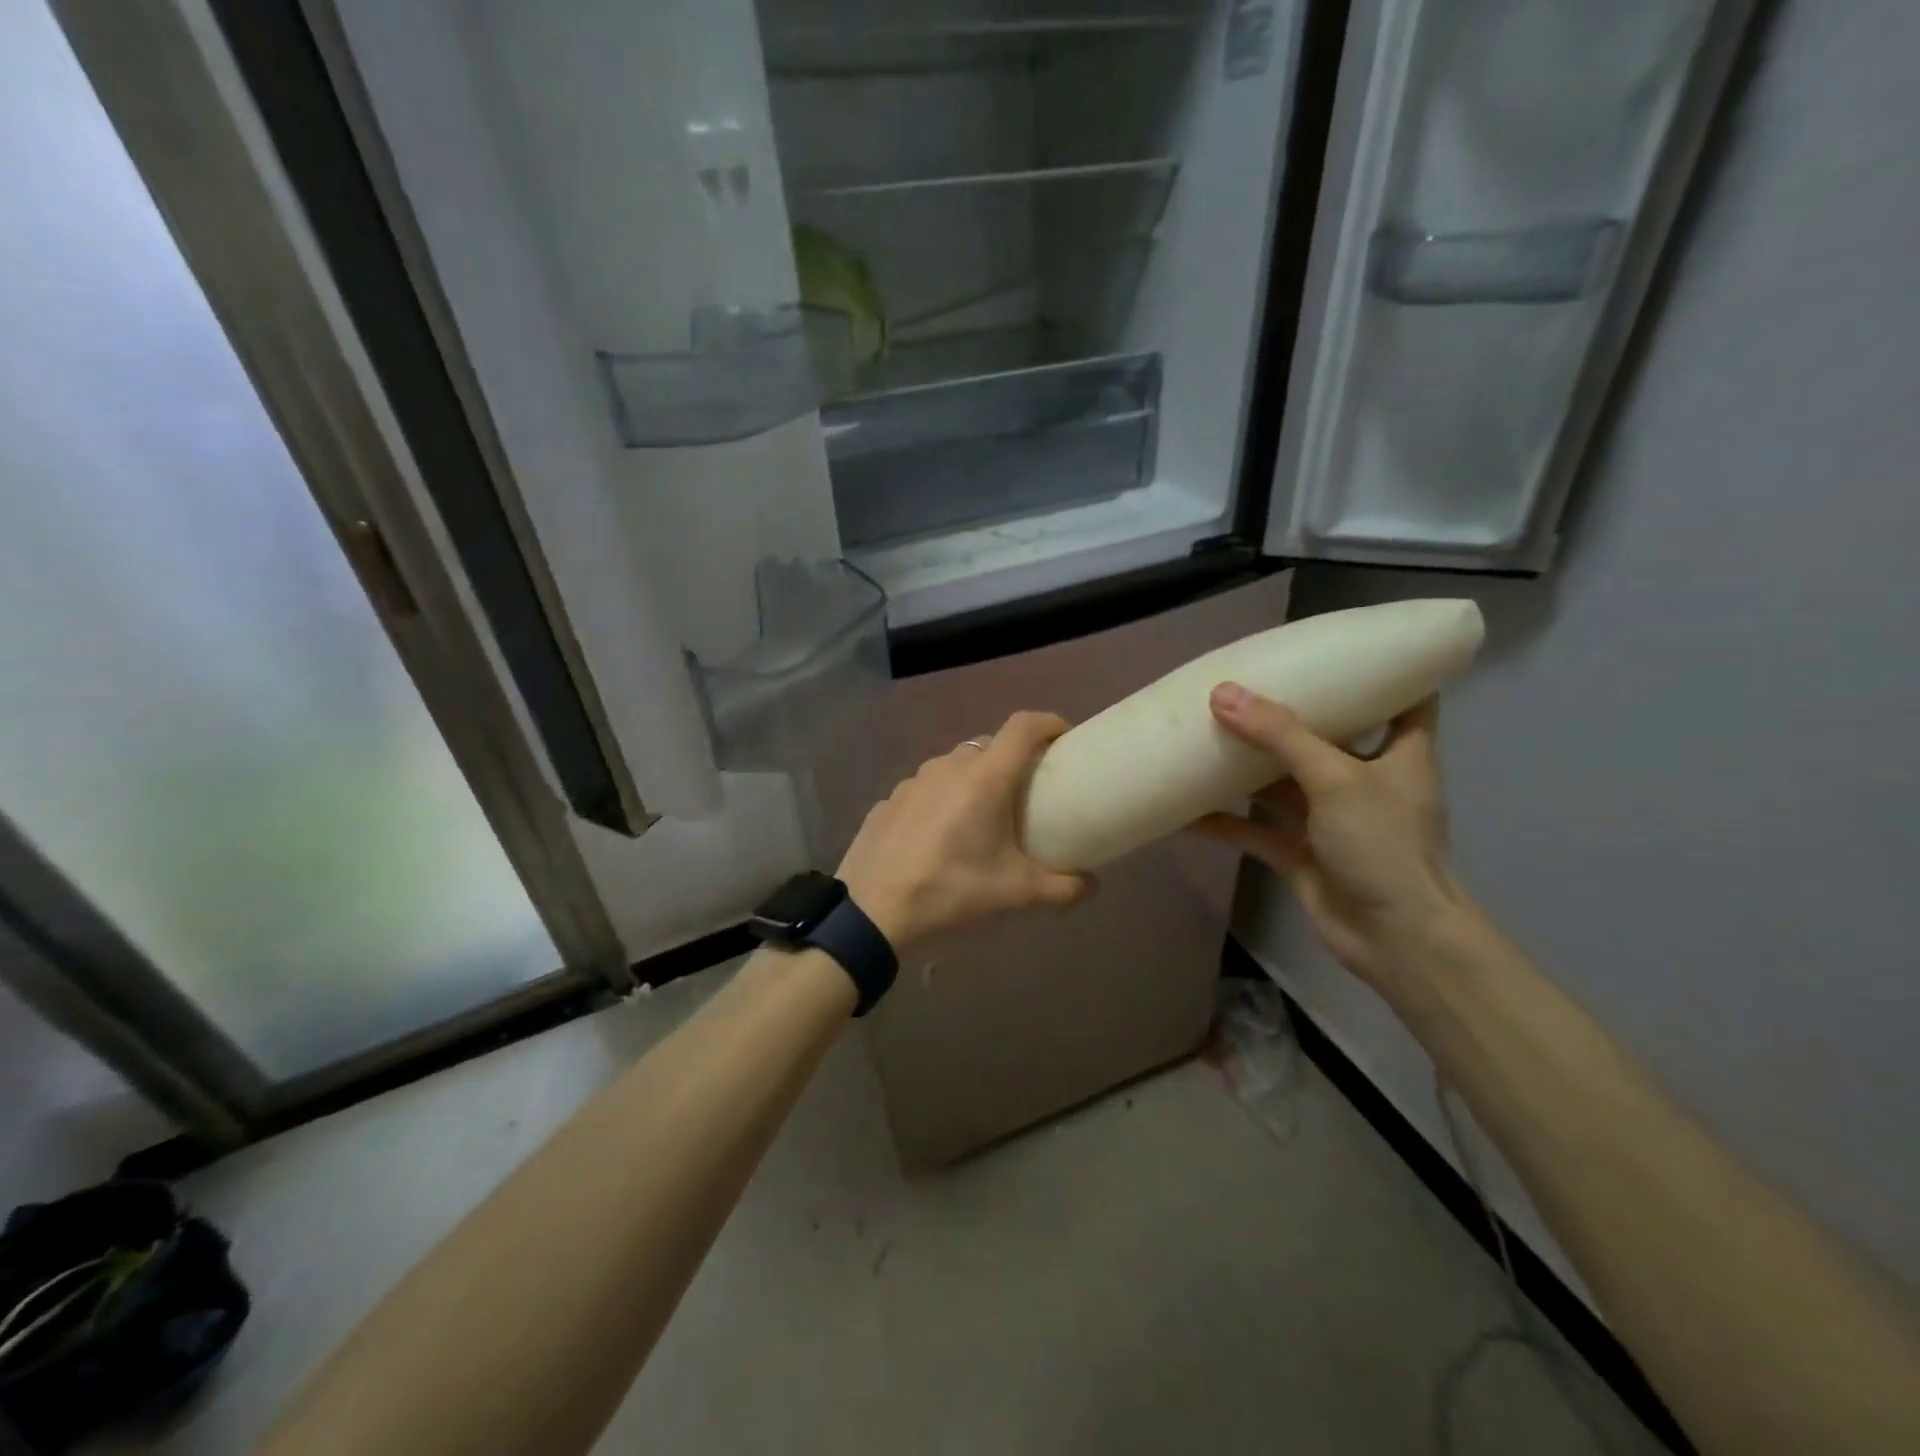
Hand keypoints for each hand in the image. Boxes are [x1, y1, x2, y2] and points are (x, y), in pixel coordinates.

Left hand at [837, 711, 1093, 949]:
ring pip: (954, 766)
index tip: (1065, 739)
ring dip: (974, 780)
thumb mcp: (1017, 894)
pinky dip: (941, 800)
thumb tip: (1092, 885)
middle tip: (1028, 792)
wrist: (871, 914)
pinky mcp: (888, 801)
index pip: (1023, 726)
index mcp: (984, 777)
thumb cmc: (951, 892)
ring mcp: (912, 781)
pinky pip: (926, 789)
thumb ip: (1064, 888)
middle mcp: (947, 766)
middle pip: (989, 745)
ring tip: (982, 817)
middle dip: (1013, 759)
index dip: (1049, 723)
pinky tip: (939, 836)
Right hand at [1191, 683, 1471, 990]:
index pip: (1407, 700)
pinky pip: (1256, 829)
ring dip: (1247, 767)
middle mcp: (1366, 781)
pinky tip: (1186, 809)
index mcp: (1401, 754)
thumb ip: (1280, 735)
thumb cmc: (1383, 845)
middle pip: (1329, 737)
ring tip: (1205, 734)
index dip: (1386, 672)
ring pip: (1283, 784)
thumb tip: (1223, 693)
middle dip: (1289, 716)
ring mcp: (1330, 820)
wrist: (1394, 939)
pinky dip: (1224, 822)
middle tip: (1247, 685)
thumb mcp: (1336, 777)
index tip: (1347, 649)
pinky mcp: (1301, 854)